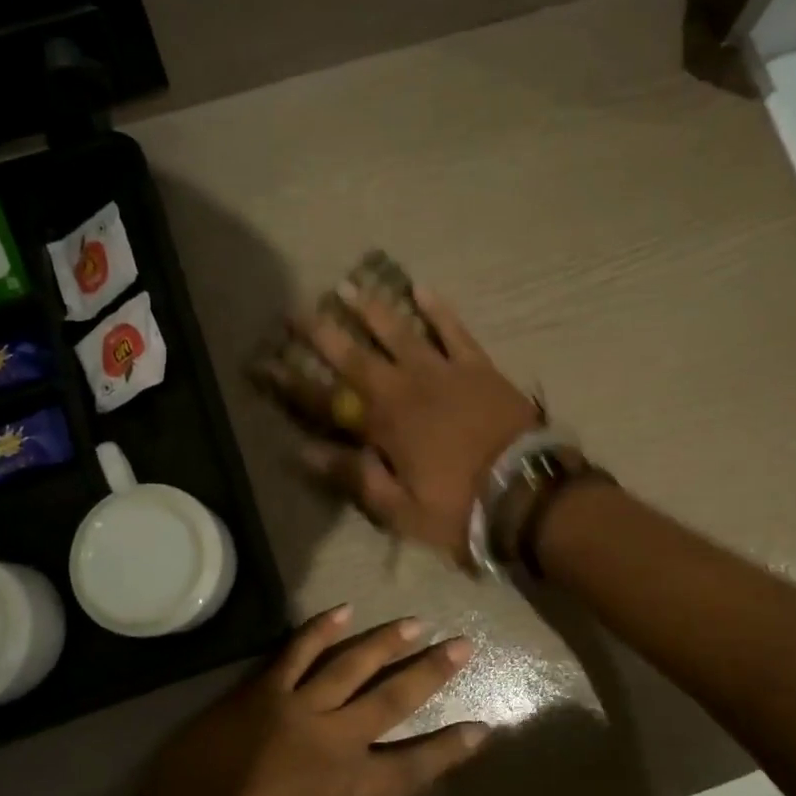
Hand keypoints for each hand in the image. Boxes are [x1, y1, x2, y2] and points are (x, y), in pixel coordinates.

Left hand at [140, 605, 489, 795]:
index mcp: (350, 791)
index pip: (414, 766)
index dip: (450, 749)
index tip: (482, 727)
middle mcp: (334, 740)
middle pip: (392, 698)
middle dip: (431, 672)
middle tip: (462, 645)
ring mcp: (297, 709)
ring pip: (352, 664)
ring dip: (386, 642)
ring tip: (415, 622)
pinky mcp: (262, 691)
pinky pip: (297, 651)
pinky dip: (320, 628)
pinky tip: (344, 609)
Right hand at [288, 285, 539, 565]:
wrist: (528, 492)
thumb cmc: (460, 508)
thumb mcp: (400, 509)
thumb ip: (353, 477)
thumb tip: (303, 453)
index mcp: (383, 426)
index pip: (326, 401)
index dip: (294, 383)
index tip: (267, 362)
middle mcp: (406, 390)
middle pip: (356, 357)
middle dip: (324, 334)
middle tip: (298, 309)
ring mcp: (443, 373)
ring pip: (401, 333)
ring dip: (373, 311)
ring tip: (349, 287)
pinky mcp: (477, 367)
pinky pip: (454, 332)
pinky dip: (438, 310)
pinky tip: (422, 289)